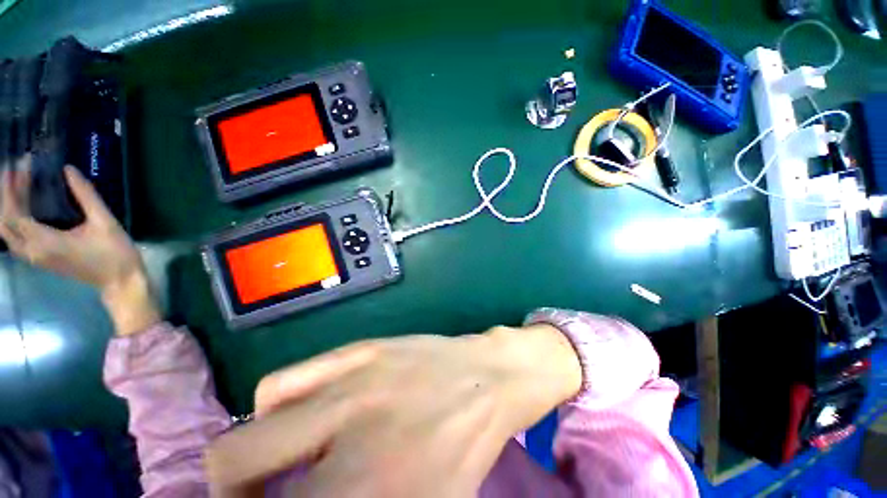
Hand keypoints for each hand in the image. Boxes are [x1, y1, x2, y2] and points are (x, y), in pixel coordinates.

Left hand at [0, 155, 159, 334]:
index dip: (11, 187)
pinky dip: (13, 220)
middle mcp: (32, 251)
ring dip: (7, 208)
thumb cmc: (114, 253)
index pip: (14, 213)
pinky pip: (15, 238)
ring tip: (16, 185)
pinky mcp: (40, 258)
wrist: (120, 282)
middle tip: (13, 171)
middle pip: (4, 223)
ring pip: (6, 232)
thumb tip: (68, 169)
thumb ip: (85, 196)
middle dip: (5, 195)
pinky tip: (23, 207)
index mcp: (44, 242)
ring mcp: (35, 257)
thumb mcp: (104, 222)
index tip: (19, 164)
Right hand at [204, 324, 580, 497]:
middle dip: (235, 494)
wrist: (487, 379)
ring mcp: (351, 381)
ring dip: (251, 454)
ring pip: (249, 427)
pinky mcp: (359, 349)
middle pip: (232, 466)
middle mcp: (346, 434)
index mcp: (365, 493)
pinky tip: (301, 412)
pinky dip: (275, 407)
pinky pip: (282, 382)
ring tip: (281, 458)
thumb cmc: (460, 450)